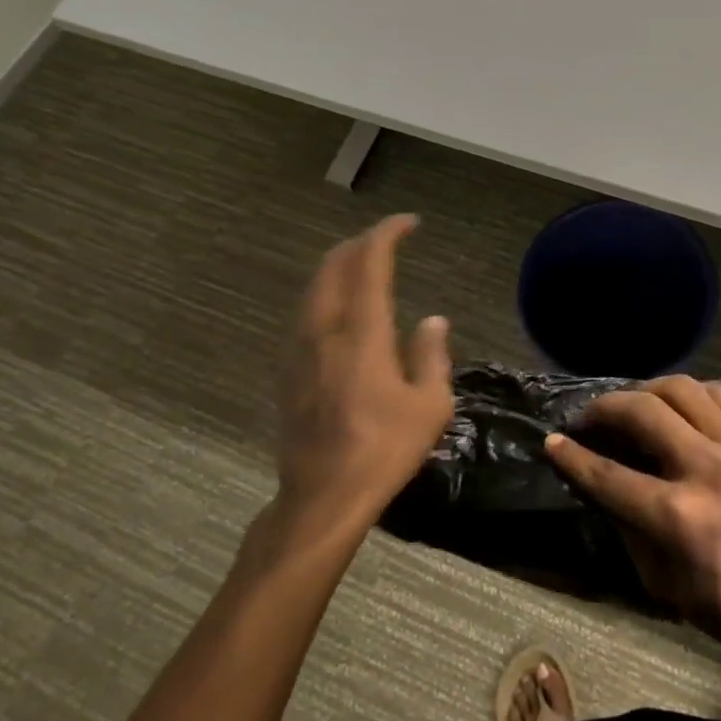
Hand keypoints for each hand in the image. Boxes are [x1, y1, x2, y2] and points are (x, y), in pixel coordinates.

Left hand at [276, 215, 453, 526]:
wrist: (322, 496)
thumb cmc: (385, 450)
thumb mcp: (429, 405)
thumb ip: (431, 354)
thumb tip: (433, 319)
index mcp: (363, 333)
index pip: (370, 263)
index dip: (387, 234)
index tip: (408, 223)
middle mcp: (326, 330)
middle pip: (334, 266)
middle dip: (360, 243)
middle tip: (386, 240)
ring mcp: (300, 349)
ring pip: (314, 287)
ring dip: (339, 266)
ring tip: (364, 265)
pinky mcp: (288, 370)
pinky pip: (306, 311)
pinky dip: (325, 291)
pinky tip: (338, 306)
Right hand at [544, 377, 720, 670]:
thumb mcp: (666, 587)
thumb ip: (630, 531)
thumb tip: (604, 489)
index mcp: (676, 517)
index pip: (608, 474)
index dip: (572, 456)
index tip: (553, 441)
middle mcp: (703, 470)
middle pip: (641, 412)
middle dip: (604, 407)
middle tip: (590, 416)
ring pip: (682, 389)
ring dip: (647, 390)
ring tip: (635, 404)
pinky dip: (692, 393)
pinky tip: (681, 406)